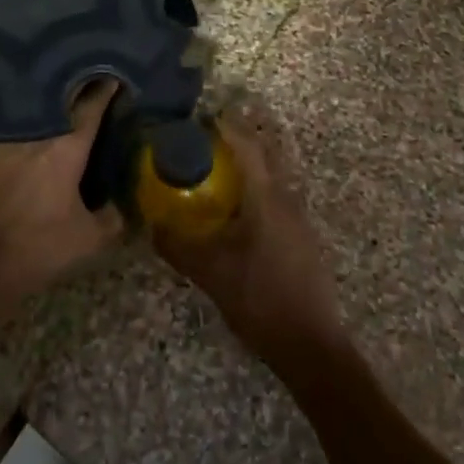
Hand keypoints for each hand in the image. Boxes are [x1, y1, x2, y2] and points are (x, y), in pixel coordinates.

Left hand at [0, 80, 124, 305]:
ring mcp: (5, 132)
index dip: (106, 88)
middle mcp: (37, 128)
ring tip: (58, 92)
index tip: (114, 76)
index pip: (92, 103)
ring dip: (47, 97)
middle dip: (77, 85)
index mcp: (68, 145)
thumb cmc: (36, 248)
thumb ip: (112, 218)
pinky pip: (7, 117)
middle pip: (61, 94)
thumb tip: (121, 205)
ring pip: (32, 102)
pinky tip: (26, 116)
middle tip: (88, 80)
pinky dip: (21, 114)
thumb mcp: (87, 240)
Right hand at [153, 100, 349, 369]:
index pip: (247, 146)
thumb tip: (152, 225)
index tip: (202, 117)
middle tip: (205, 140)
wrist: (311, 346)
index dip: (226, 127)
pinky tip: (237, 211)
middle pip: (264, 154)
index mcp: (267, 198)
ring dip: (247, 166)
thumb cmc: (260, 300)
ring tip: (216, 171)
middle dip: (237, 140)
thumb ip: (178, 247)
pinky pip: (276, 197)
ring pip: (271, 177)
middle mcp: (287, 199)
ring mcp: (299, 218)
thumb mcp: (211, 274)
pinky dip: (255, 189)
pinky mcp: (302, 238)